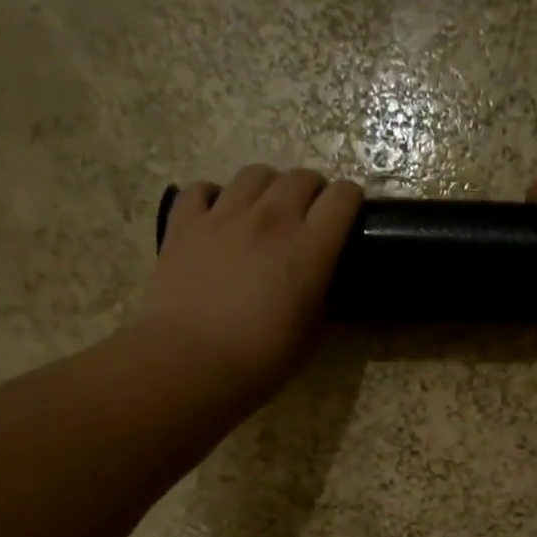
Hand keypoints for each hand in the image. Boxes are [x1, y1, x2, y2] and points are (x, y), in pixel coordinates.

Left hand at [136, 165, 362, 398]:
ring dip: (268, 186)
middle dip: (313, 190)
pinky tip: (216, 215)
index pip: (343, 198)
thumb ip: (321, 300)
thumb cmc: (259, 361)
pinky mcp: (185, 222)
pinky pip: (203, 189)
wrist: (190, 362)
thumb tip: (321, 284)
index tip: (349, 215)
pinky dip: (214, 197)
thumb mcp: (309, 336)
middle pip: (301, 177)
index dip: (351, 201)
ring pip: (255, 173)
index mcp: (310, 248)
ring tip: (265, 208)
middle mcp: (271, 218)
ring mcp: (224, 215)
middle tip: (309, 214)